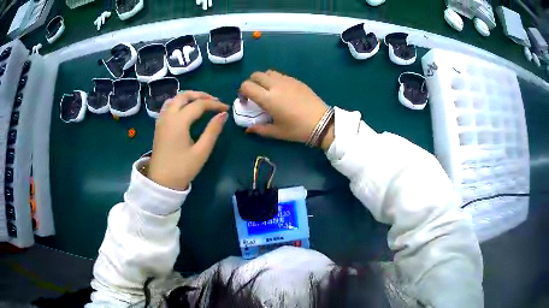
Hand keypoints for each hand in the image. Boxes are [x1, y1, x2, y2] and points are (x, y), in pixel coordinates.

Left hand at [148, 91, 228, 190]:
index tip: (226, 109)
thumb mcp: (201, 151)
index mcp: (179, 122)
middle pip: (184, 96)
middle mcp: (168, 116)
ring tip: (201, 103)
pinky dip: (179, 103)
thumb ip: (212, 131)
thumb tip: (223, 114)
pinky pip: (168, 106)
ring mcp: (161, 120)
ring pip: (174, 99)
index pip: (199, 104)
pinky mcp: (159, 126)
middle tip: (214, 101)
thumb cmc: (182, 169)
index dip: (214, 104)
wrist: (161, 183)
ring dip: (188, 97)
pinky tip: (186, 110)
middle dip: (201, 95)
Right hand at [240, 70, 334, 149]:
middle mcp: (275, 85)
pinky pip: (280, 75)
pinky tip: (281, 91)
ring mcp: (287, 80)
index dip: (242, 91)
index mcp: (268, 98)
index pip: (247, 86)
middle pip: (256, 75)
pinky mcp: (296, 80)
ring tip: (268, 91)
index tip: (246, 100)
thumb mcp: (277, 132)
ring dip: (263, 79)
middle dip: (251, 83)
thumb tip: (247, 129)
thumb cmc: (297, 129)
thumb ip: (260, 129)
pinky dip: (275, 79)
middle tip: (255, 94)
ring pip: (268, 72)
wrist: (322, 122)